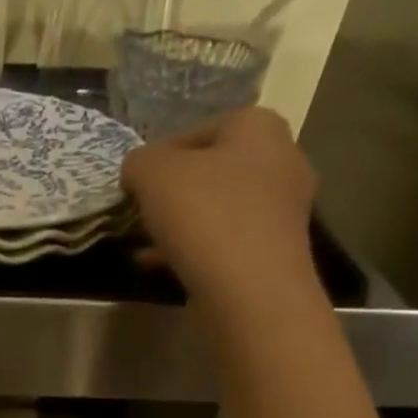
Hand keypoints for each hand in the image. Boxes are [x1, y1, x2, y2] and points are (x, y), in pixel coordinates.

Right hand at [122, 107, 318, 308]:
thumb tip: (139, 171)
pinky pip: (225, 242)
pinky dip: (194, 250)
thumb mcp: (151, 172)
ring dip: (181, 225)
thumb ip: (139, 162)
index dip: (158, 156)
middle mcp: (281, 160)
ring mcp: (282, 210)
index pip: (197, 130)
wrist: (249, 290)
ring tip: (146, 245)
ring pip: (217, 209)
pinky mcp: (275, 252)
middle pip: (210, 171)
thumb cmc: (204, 215)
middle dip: (172, 192)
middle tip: (141, 213)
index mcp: (258, 127)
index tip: (134, 185)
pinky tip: (162, 267)